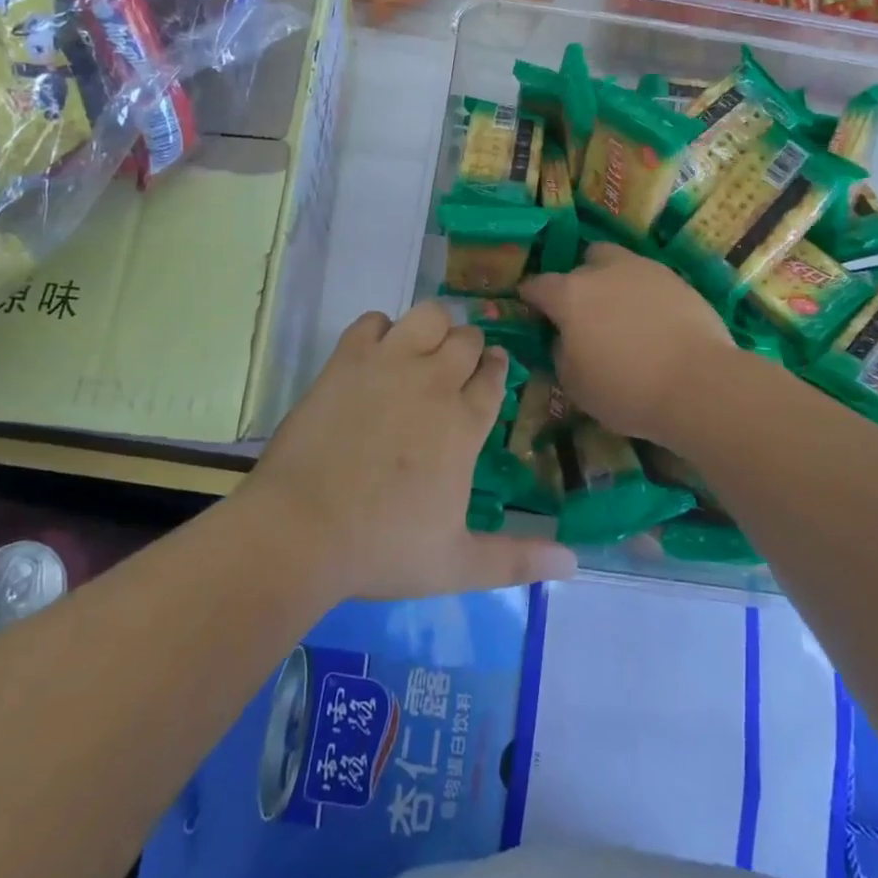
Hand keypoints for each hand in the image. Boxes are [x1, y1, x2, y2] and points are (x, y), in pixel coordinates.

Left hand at [245, 302, 576, 600]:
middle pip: (467, 338)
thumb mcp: (457, 564)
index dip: (496, 368)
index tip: (492, 369)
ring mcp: (389, 363)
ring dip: (433, 327)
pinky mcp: (348, 359)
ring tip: (422, 350)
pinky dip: (380, 330)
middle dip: (469, 347)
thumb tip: (575, 563)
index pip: (494, 376)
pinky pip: (373, 320)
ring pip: (429, 314)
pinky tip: (376, 354)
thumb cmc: (382, 549)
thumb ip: (517, 559)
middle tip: (455, 369)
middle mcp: (434, 381)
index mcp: (464, 423)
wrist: (302, 530)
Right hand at [520, 243, 735, 448]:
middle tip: (584, 313)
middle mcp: (604, 270)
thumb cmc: (626, 389)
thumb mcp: (575, 385)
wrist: (699, 384)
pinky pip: (649, 280)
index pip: (537, 286)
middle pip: (582, 263)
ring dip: (612, 281)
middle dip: (577, 282)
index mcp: (570, 294)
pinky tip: (652, 322)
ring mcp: (644, 269)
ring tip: (621, 314)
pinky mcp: (677, 279)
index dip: (530, 298)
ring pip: (618, 263)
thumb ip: (560, 353)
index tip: (532, 311)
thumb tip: (563, 339)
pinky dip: (644, 294)